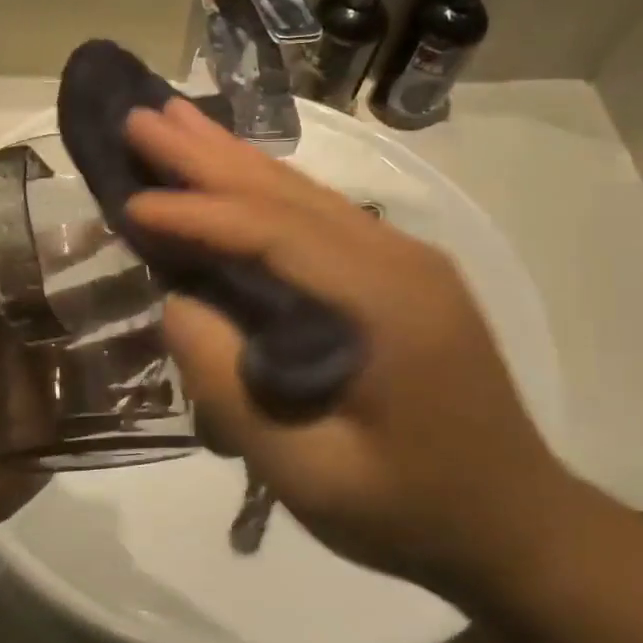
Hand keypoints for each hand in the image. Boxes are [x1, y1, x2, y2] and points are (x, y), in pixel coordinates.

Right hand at [124, 99, 578, 595]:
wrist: (513, 526)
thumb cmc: (409, 510)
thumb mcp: (307, 471)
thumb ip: (231, 388)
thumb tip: (176, 305)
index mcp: (387, 301)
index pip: (273, 233)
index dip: (196, 214)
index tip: (129, 204)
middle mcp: (398, 259)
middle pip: (286, 192)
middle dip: (205, 154)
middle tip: (140, 117)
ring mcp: (403, 261)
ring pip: (302, 193)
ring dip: (232, 158)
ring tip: (175, 119)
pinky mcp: (396, 274)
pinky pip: (316, 217)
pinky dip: (261, 190)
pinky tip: (231, 172)